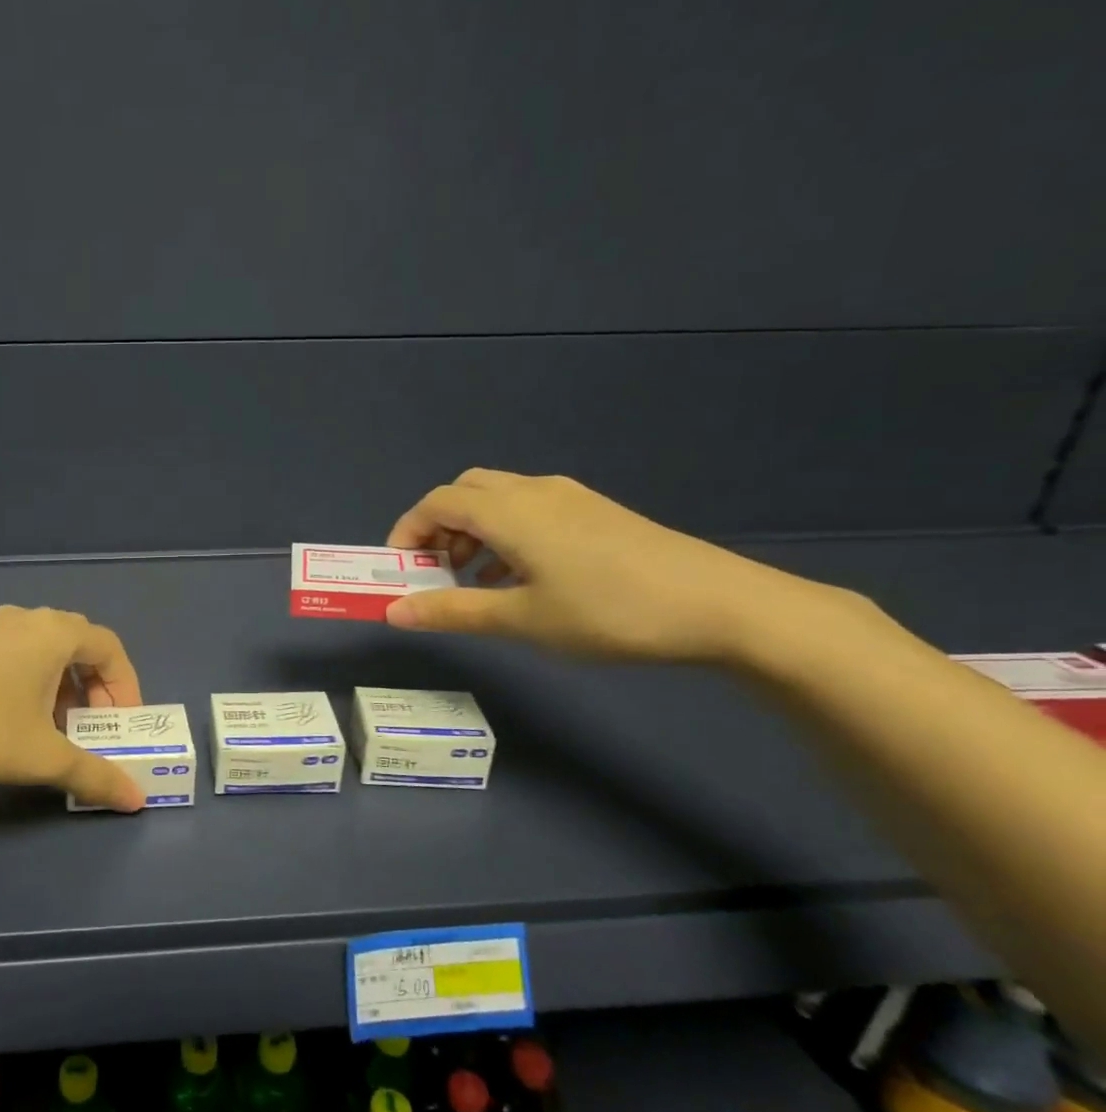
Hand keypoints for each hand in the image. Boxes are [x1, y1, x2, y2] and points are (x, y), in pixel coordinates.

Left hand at [0, 605, 146, 810]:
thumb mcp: (42, 757)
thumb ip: (95, 775)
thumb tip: (138, 800)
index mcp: (54, 632)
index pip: (110, 648)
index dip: (126, 687)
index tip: (124, 725)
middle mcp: (27, 618)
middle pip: (81, 645)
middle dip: (96, 688)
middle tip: (94, 727)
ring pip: (47, 650)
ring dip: (64, 686)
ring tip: (56, 729)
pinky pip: (18, 653)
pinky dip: (34, 681)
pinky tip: (16, 718)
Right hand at [383, 469, 816, 661]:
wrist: (720, 606)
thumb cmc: (607, 611)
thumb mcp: (521, 619)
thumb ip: (451, 611)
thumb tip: (391, 612)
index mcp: (509, 511)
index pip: (435, 503)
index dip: (406, 533)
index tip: (398, 572)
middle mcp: (534, 492)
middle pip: (465, 492)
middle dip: (438, 528)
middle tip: (437, 573)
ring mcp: (570, 498)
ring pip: (499, 500)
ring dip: (472, 532)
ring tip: (475, 582)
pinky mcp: (595, 512)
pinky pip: (530, 510)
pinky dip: (505, 534)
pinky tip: (520, 577)